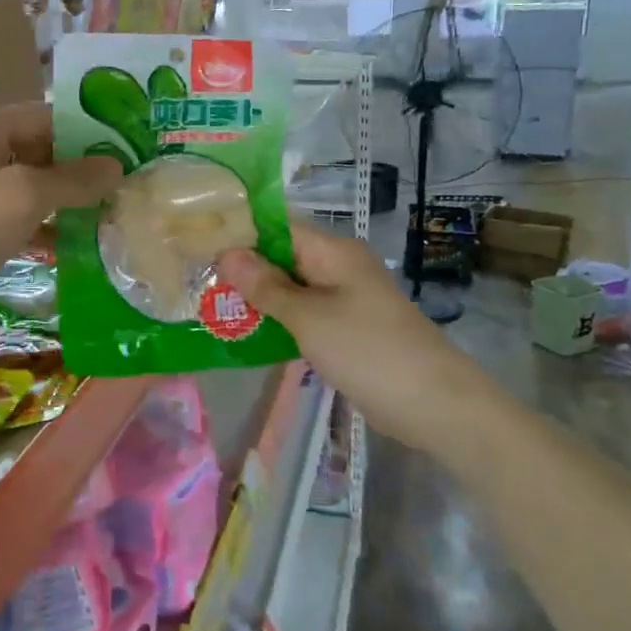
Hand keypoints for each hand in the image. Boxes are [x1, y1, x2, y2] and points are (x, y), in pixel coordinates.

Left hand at [0, 104, 121, 339]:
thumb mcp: (23, 195)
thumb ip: (73, 179)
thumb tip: (116, 167)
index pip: (48, 116)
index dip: (89, 133)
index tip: (129, 152)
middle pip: (39, 150)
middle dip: (81, 170)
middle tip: (126, 188)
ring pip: (29, 186)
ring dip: (65, 201)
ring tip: (110, 217)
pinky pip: (15, 217)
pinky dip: (42, 226)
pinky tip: (75, 245)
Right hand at [218, 222, 471, 450]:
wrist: (434, 403)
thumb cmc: (368, 350)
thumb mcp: (308, 317)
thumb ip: (266, 286)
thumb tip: (226, 252)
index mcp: (332, 251)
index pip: (277, 226)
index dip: (240, 231)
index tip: (199, 241)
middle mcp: (338, 266)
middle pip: (282, 256)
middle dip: (243, 268)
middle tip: (195, 279)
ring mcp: (345, 298)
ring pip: (292, 287)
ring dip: (258, 297)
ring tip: (210, 305)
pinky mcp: (348, 328)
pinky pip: (305, 314)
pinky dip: (279, 320)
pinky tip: (247, 332)